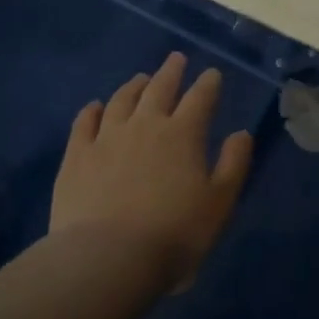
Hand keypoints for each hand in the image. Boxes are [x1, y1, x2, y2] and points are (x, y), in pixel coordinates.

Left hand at [50, 52, 252, 288]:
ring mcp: (106, 137)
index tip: (212, 74)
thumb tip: (241, 133)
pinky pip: (84, 122)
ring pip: (122, 100)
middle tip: (176, 59)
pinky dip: (92, 110)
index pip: (200, 98)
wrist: (107, 259)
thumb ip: (233, 164)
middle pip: (160, 88)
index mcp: (183, 133)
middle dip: (171, 72)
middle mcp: (145, 124)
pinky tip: (95, 106)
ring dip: (134, 86)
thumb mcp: (219, 203)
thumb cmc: (174, 234)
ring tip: (141, 79)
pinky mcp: (76, 156)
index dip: (208, 83)